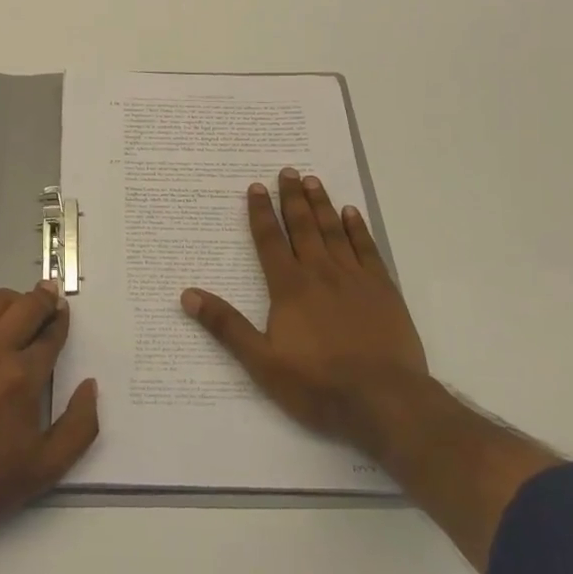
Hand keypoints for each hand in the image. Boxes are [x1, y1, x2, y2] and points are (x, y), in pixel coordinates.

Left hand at [0, 283, 99, 549]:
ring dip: (14, 301)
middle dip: (44, 300)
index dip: (60, 321)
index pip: (50, 334)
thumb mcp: (46, 468)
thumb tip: (89, 385)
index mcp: (23, 376)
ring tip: (20, 311)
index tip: (63, 314)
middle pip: (26, 305)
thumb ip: (79, 426)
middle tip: (50, 298)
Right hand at [182, 168, 431, 463]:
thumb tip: (187, 295)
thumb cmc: (318, 385)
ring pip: (334, 232)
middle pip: (303, 227)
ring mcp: (356, 279)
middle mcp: (321, 274)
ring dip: (322, 205)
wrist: (385, 402)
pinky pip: (367, 250)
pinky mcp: (384, 290)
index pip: (270, 241)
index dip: (260, 213)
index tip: (256, 186)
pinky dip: (357, 229)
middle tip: (288, 170)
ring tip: (313, 180)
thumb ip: (226, 326)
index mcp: (289, 288)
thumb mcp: (262, 363)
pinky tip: (351, 214)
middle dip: (292, 198)